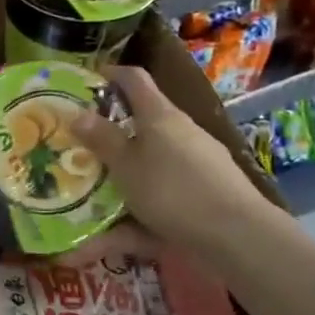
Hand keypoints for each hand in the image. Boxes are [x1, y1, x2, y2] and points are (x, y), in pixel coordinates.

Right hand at [71, 65, 275, 257]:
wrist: (237, 236)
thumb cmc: (172, 190)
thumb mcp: (126, 165)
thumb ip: (102, 139)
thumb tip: (77, 113)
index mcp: (160, 116)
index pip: (134, 79)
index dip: (110, 75)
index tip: (86, 81)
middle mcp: (180, 132)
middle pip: (142, 123)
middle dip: (111, 133)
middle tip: (80, 146)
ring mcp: (197, 162)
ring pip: (150, 162)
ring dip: (122, 174)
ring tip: (90, 196)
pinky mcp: (205, 192)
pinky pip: (161, 195)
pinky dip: (135, 215)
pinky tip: (110, 240)